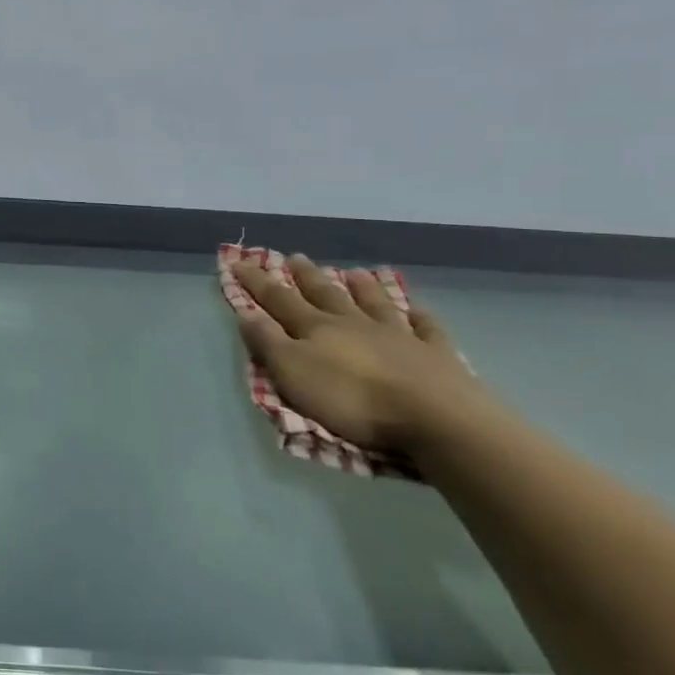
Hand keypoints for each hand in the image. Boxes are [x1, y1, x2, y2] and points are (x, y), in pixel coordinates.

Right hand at [229, 255, 489, 449]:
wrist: (434, 417)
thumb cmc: (352, 399)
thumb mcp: (293, 372)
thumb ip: (268, 342)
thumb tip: (247, 312)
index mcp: (317, 328)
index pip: (279, 300)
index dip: (257, 282)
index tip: (239, 262)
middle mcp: (355, 323)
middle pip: (326, 294)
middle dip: (306, 276)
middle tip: (295, 257)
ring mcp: (398, 336)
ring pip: (375, 304)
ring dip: (362, 287)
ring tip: (354, 272)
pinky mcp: (435, 355)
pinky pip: (425, 329)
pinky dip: (419, 318)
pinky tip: (417, 310)